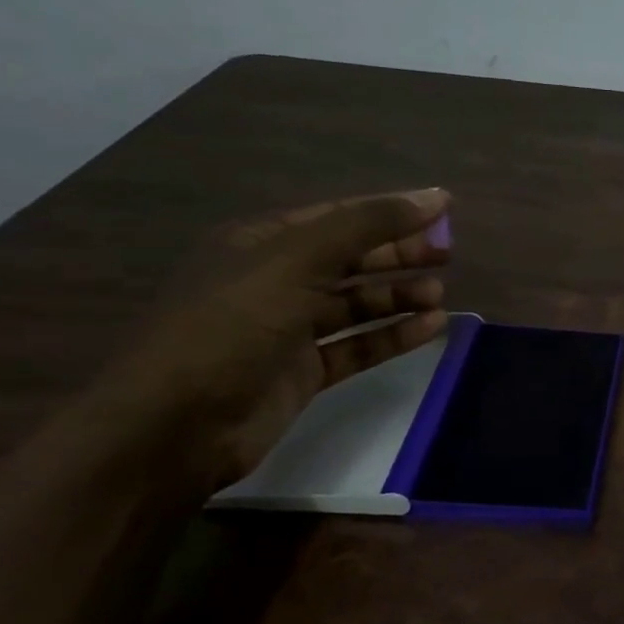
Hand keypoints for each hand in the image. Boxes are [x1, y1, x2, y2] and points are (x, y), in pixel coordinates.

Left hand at [104, 189, 455, 488]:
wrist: (175, 425)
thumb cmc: (231, 327)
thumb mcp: (297, 261)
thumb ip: (366, 227)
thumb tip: (435, 197)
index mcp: (262, 243)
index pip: (341, 216)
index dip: (393, 211)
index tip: (445, 211)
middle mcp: (277, 280)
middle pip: (352, 259)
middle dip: (399, 254)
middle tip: (448, 255)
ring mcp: (290, 329)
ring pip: (358, 304)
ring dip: (399, 296)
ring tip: (439, 295)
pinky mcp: (305, 372)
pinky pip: (359, 345)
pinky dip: (394, 335)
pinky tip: (430, 328)